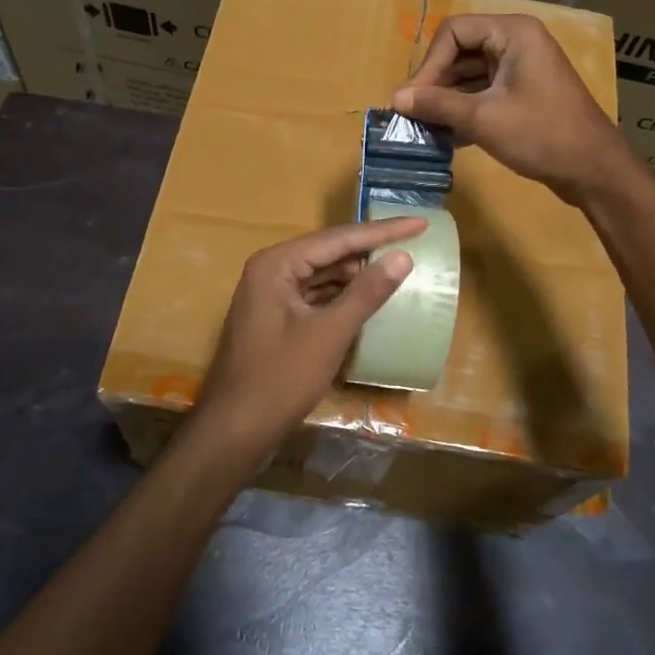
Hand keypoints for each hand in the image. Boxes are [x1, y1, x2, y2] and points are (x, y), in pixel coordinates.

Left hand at [192, 218, 423, 460]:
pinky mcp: (277, 321)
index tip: (420, 223)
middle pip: (329, 253)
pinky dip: (343, 298)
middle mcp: (271, 271)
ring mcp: (271, 297)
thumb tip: (402, 257)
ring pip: (323, 276)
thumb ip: (366, 293)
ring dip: (358, 275)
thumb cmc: (280, 378)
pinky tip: (369, 301)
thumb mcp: (329, 333)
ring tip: (399, 269)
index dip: (382, 231)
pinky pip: (316, 298)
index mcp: (276, 264)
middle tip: (414, 245)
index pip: (338, 238)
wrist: (235, 431)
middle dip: (370, 251)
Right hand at [393, 14, 631, 205]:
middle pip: (460, 52)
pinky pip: (484, 93)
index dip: (428, 64)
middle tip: (412, 114)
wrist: (593, 169)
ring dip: (447, 100)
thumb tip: (396, 98)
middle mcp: (517, 43)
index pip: (454, 33)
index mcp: (512, 33)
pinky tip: (446, 136)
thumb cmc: (541, 134)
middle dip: (435, 83)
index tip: (412, 98)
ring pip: (470, 75)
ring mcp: (521, 69)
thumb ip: (437, 105)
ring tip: (423, 127)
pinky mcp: (523, 94)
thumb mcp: (483, 118)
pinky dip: (464, 110)